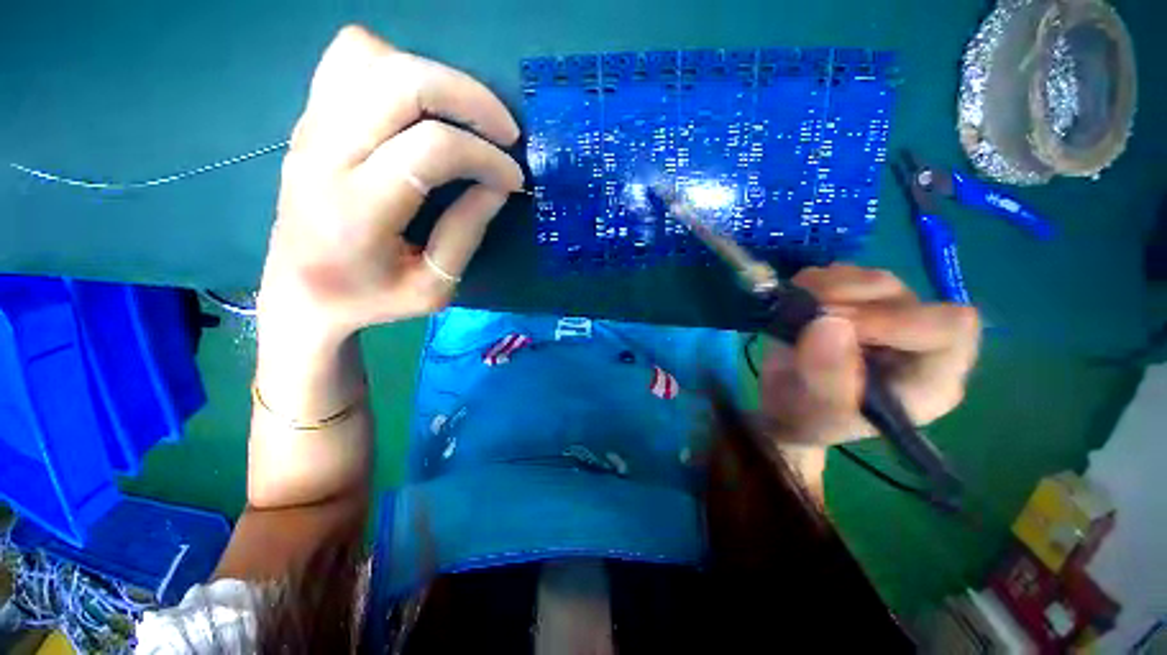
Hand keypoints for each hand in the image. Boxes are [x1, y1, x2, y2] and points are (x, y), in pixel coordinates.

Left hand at [259, 26, 523, 343]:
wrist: (301, 295)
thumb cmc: (372, 300)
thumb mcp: (434, 288)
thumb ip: (467, 232)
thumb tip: (499, 183)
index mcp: (357, 210)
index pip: (431, 149)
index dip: (486, 157)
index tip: (514, 179)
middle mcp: (325, 155)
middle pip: (401, 81)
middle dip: (470, 98)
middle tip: (505, 132)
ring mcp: (310, 128)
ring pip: (372, 56)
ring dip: (434, 78)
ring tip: (464, 120)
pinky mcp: (309, 119)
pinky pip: (349, 58)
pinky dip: (396, 67)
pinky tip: (418, 108)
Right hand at [760, 264, 980, 447]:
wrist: (786, 405)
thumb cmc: (809, 419)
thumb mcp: (818, 412)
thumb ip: (828, 377)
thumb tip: (827, 322)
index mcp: (930, 379)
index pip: (949, 329)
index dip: (896, 320)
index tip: (835, 325)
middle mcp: (917, 341)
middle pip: (904, 296)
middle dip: (849, 301)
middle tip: (805, 316)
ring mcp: (885, 315)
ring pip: (872, 278)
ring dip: (827, 288)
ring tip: (795, 310)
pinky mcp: (854, 301)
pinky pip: (842, 273)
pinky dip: (813, 282)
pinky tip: (797, 302)